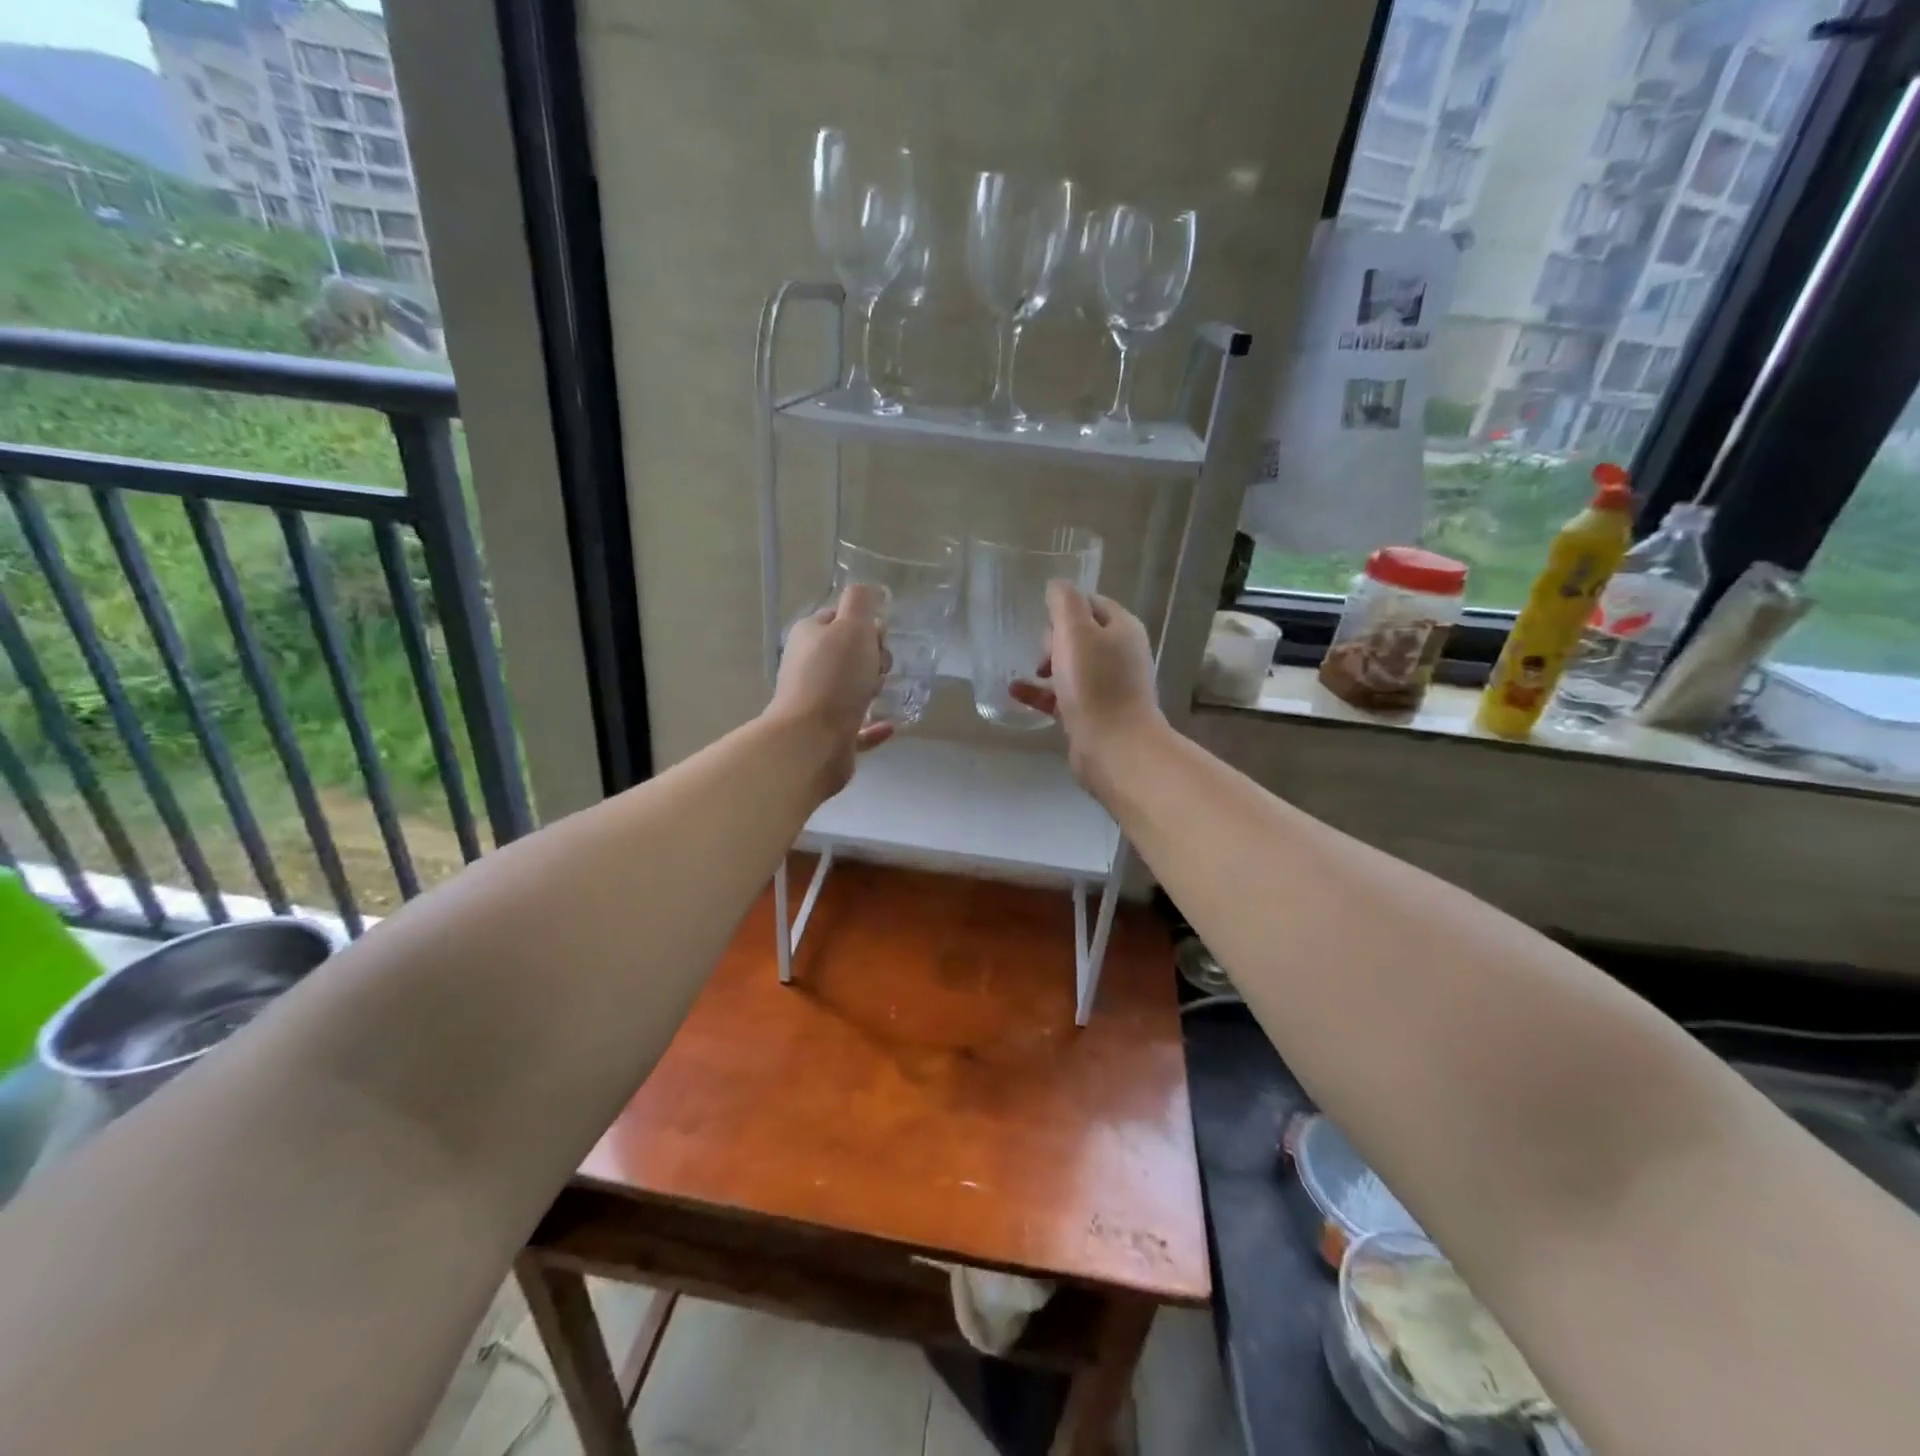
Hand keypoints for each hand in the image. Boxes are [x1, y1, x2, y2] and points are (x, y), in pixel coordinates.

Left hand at [768, 582, 894, 796]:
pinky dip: (876, 725)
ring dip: (874, 688)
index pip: (839, 617)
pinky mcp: (830, 735)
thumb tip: (871, 590)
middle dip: (873, 658)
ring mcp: (817, 703)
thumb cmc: (834, 677)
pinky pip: (859, 726)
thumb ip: (861, 602)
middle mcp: (808, 666)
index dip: (865, 623)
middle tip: (878, 669)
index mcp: (809, 636)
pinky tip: (890, 725)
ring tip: (882, 693)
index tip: (880, 636)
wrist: (812, 741)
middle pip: (850, 653)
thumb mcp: (851, 626)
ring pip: (853, 689)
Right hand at [1009, 582, 1164, 788]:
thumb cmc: (1094, 684)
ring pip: (1071, 666)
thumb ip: (1064, 603)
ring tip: (1025, 671)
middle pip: (1081, 634)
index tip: (1042, 618)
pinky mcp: (1094, 713)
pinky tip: (1015, 693)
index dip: (1065, 606)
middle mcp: (1120, 654)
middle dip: (1054, 639)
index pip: (1091, 603)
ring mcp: (1108, 686)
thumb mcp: (1075, 632)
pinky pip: (1062, 695)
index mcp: (1122, 629)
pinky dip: (1041, 692)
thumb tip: (1056, 585)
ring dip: (1045, 665)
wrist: (1114, 747)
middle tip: (1042, 654)